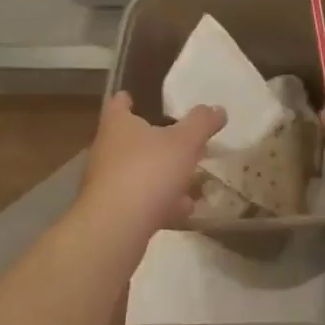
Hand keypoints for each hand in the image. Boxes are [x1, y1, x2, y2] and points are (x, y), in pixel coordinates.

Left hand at [73, 94, 223, 246]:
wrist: (117, 228)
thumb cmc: (148, 171)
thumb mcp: (184, 142)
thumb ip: (202, 122)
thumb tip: (217, 108)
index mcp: (118, 126)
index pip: (117, 104)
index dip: (126, 99)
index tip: (133, 96)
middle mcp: (107, 151)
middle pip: (129, 139)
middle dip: (154, 139)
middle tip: (178, 138)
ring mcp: (108, 184)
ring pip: (138, 172)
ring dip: (162, 175)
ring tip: (190, 178)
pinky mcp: (113, 212)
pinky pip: (142, 201)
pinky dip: (162, 202)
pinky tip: (184, 209)